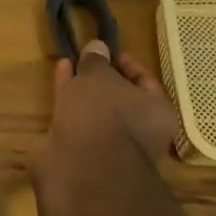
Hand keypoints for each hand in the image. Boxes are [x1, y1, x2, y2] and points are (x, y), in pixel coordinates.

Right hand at [48, 39, 177, 164]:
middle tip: (85, 57)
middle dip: (101, 78)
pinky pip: (76, 119)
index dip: (127, 64)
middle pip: (119, 98)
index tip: (107, 50)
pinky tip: (58, 80)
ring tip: (67, 63)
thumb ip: (97, 61)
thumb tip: (97, 46)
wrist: (80, 168)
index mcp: (157, 113)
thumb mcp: (99, 77)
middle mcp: (138, 132)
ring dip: (81, 88)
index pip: (145, 82)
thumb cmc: (103, 115)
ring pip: (95, 110)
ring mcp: (108, 145)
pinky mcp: (80, 153)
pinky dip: (67, 100)